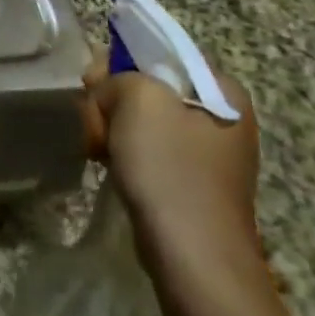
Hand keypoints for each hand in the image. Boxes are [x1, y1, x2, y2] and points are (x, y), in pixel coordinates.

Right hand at [82, 63, 260, 261]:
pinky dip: (123, 152)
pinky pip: (148, 150)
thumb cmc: (171, 169)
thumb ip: (117, 75)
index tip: (91, 82)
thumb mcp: (138, 98)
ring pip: (143, 120)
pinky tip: (106, 163)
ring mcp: (207, 155)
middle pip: (149, 87)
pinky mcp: (190, 184)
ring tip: (95, 147)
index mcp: (223, 90)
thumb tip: (108, 92)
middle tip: (93, 120)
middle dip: (112, 99)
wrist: (195, 262)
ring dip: (112, 127)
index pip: (161, 53)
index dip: (120, 60)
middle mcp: (222, 117)